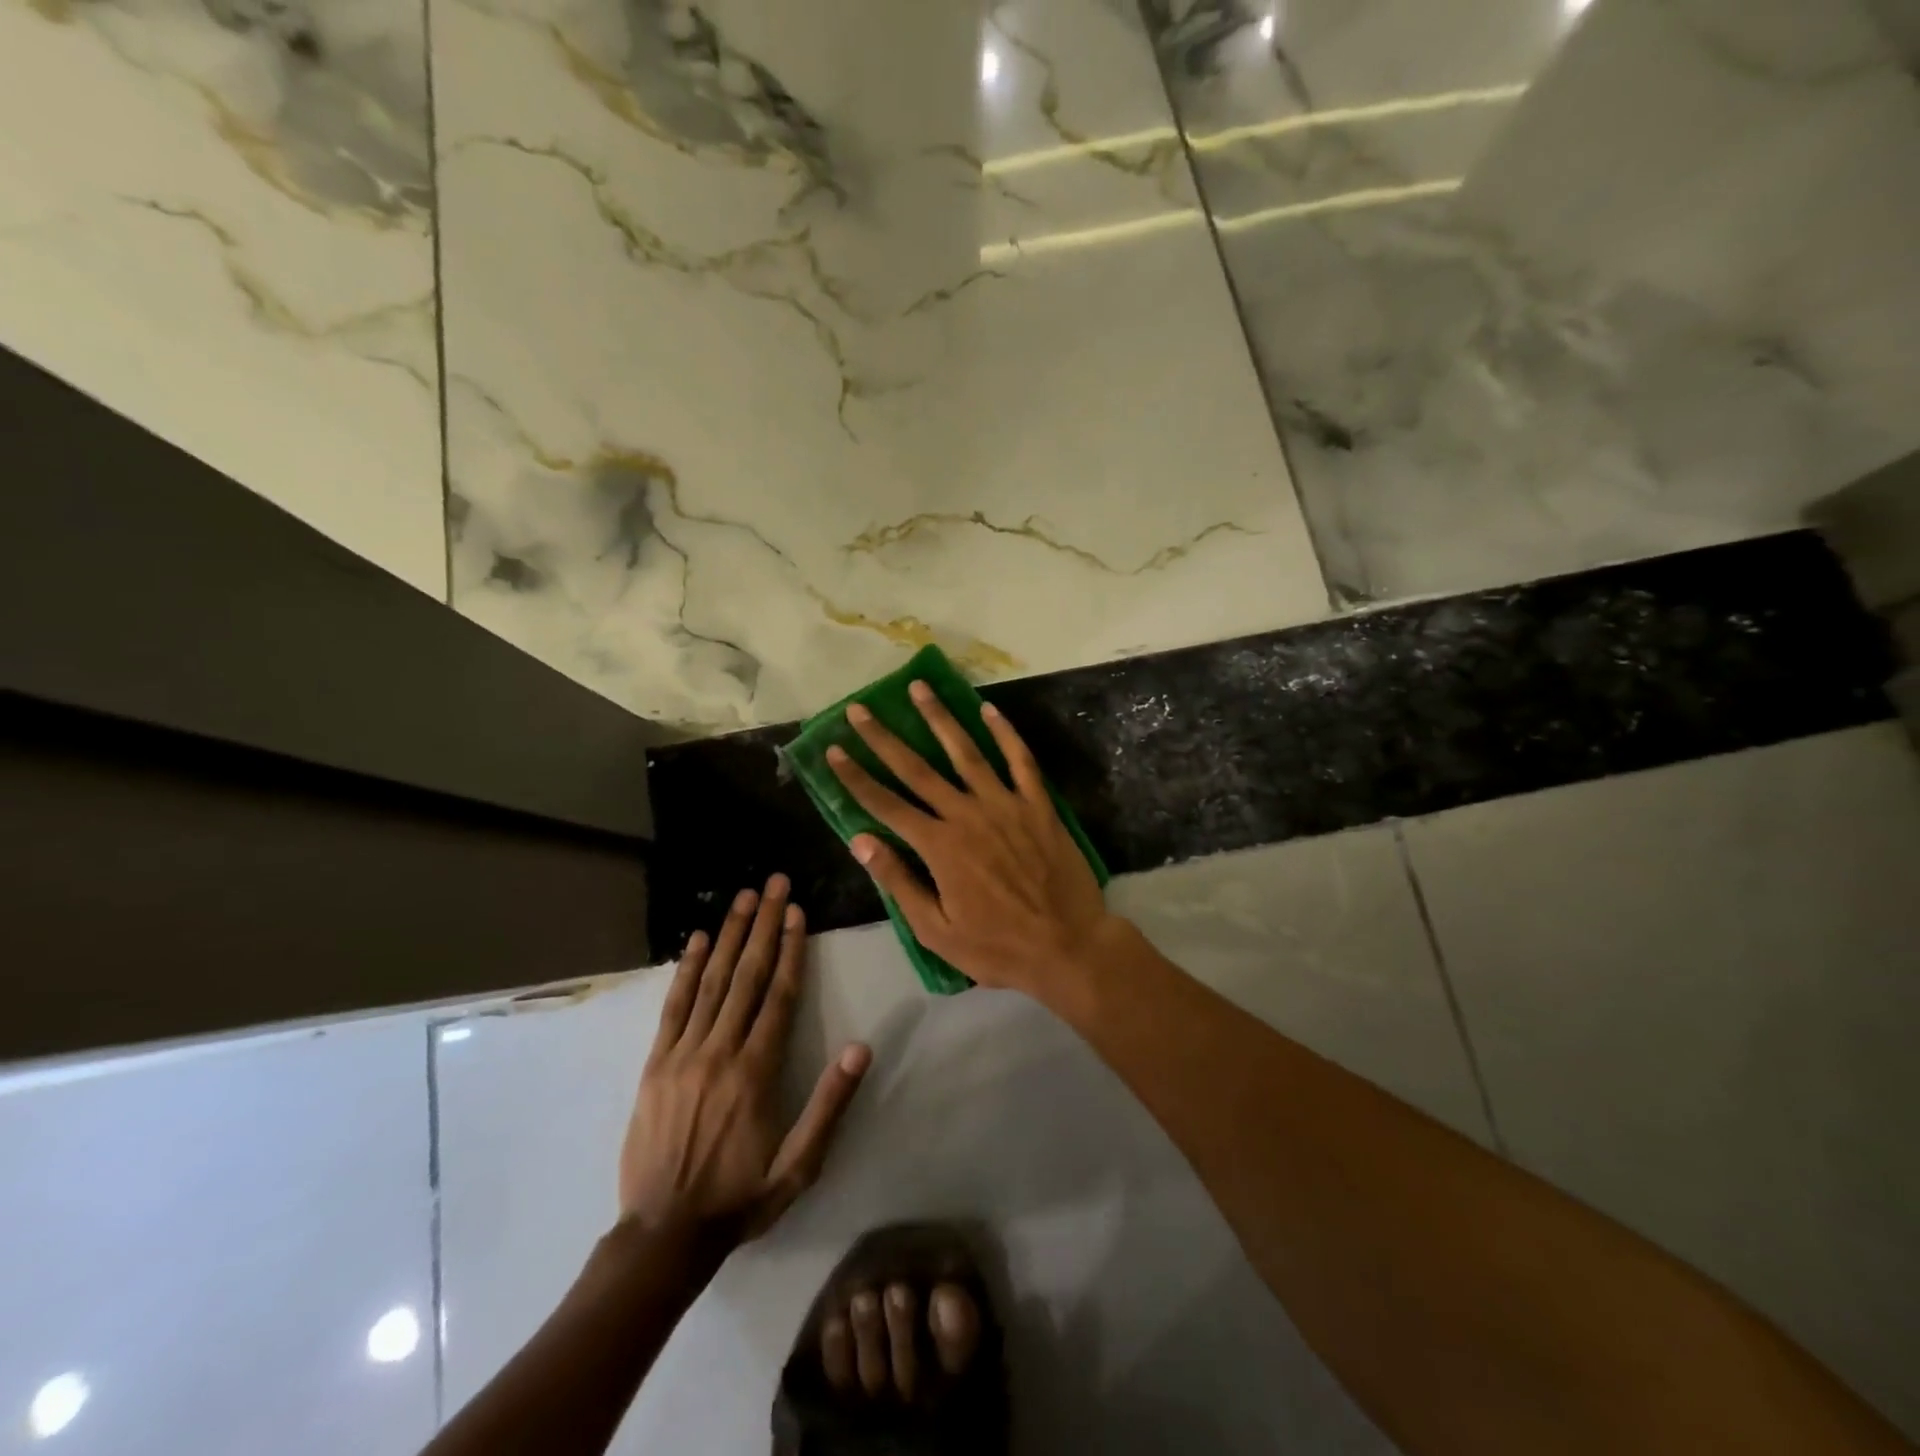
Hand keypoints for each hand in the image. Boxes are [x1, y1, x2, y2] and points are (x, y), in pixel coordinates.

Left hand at [619, 875, 870, 1242]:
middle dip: (762, 924)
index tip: (796, 911)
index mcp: (756, 1071)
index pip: (778, 995)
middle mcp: (720, 1051)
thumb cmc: (740, 1197)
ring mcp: (683, 1054)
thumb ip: (829, 1105)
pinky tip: (694, 940)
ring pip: (710, 981)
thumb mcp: (798, 1166)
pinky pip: (673, 1006)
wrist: (662, 1235)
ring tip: (742, 897)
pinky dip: (685, 969)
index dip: (789, 949)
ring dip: (727, 934)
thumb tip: (861, 1048)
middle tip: (772, 883)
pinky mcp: (655, 1064)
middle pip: (745, 975)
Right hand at [825, 680, 1117, 1001]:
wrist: (1067, 945)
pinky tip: (988, 709)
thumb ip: (899, 881)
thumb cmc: (997, 946)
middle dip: (884, 738)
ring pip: (966, 752)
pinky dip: (1004, 732)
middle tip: (860, 709)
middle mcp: (967, 814)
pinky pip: (1020, 760)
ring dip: (939, 718)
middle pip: (918, 769)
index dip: (856, 777)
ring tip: (918, 688)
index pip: (886, 804)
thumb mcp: (936, 929)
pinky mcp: (1038, 805)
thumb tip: (861, 840)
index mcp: (939, 846)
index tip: (834, 750)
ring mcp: (1005, 804)